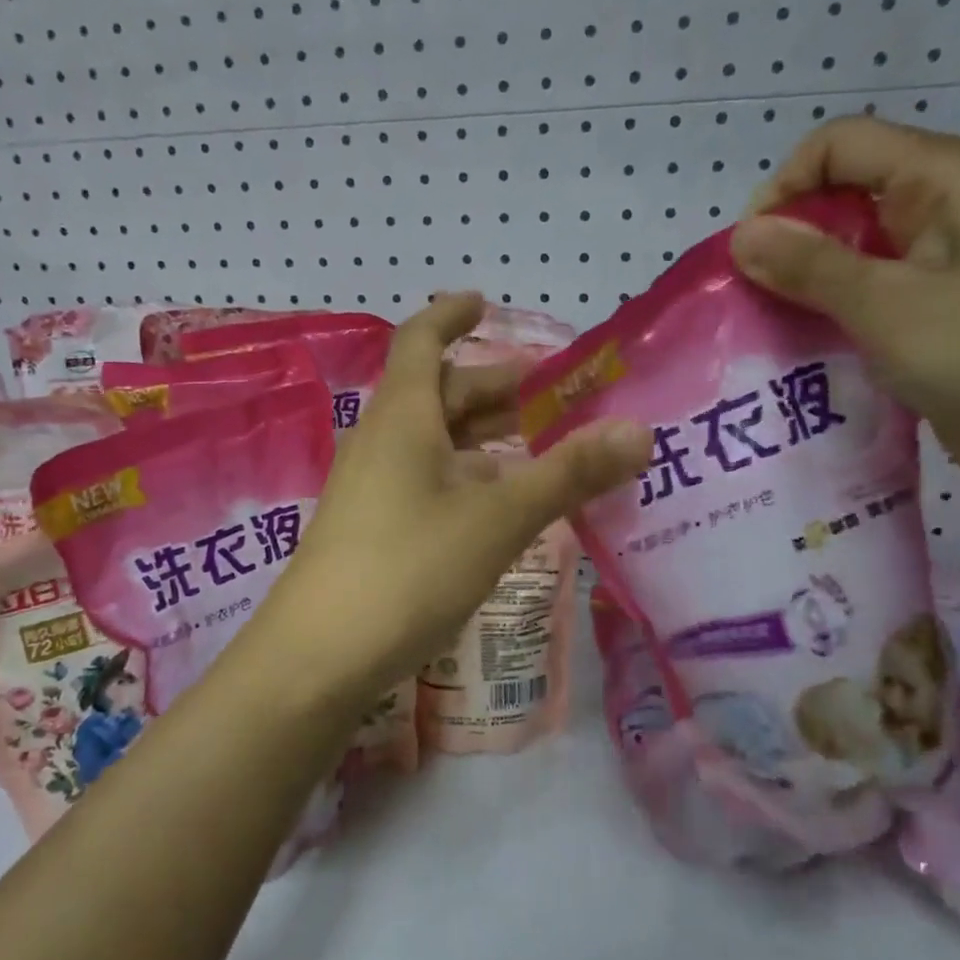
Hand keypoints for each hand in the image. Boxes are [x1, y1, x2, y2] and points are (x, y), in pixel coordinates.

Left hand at [241, 294, 650, 711]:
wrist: (319, 657)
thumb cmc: (408, 569)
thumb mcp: (497, 519)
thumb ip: (567, 474)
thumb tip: (640, 430)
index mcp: (402, 417)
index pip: (421, 340)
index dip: (451, 315)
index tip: (486, 301)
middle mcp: (381, 441)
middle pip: (437, 393)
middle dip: (493, 387)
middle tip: (553, 394)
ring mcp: (371, 488)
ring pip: (433, 442)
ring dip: (482, 436)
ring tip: (539, 444)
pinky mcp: (372, 528)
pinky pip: (425, 481)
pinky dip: (466, 477)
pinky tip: (498, 504)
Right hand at [735, 115, 959, 499]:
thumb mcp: (887, 304)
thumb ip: (809, 265)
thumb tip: (741, 235)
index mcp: (948, 176)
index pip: (841, 144)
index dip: (785, 187)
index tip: (752, 253)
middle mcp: (949, 204)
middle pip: (845, 193)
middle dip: (790, 239)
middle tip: (755, 296)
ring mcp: (948, 258)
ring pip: (854, 247)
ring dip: (807, 281)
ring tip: (773, 325)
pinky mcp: (942, 306)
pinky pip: (871, 290)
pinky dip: (833, 310)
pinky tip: (808, 347)